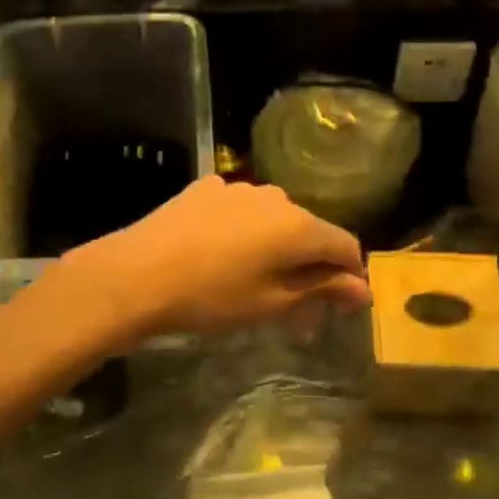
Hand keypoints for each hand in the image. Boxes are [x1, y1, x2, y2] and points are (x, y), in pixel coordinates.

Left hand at [68, 177, 370, 339]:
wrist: (135, 275)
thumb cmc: (211, 298)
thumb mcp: (272, 303)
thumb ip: (321, 289)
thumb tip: (362, 288)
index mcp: (298, 225)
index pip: (344, 246)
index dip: (349, 277)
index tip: (341, 307)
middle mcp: (275, 197)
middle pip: (307, 231)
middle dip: (309, 267)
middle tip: (293, 310)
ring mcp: (236, 188)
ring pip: (271, 219)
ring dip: (274, 248)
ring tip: (252, 282)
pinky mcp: (204, 189)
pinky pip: (237, 210)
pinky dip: (241, 231)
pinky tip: (218, 254)